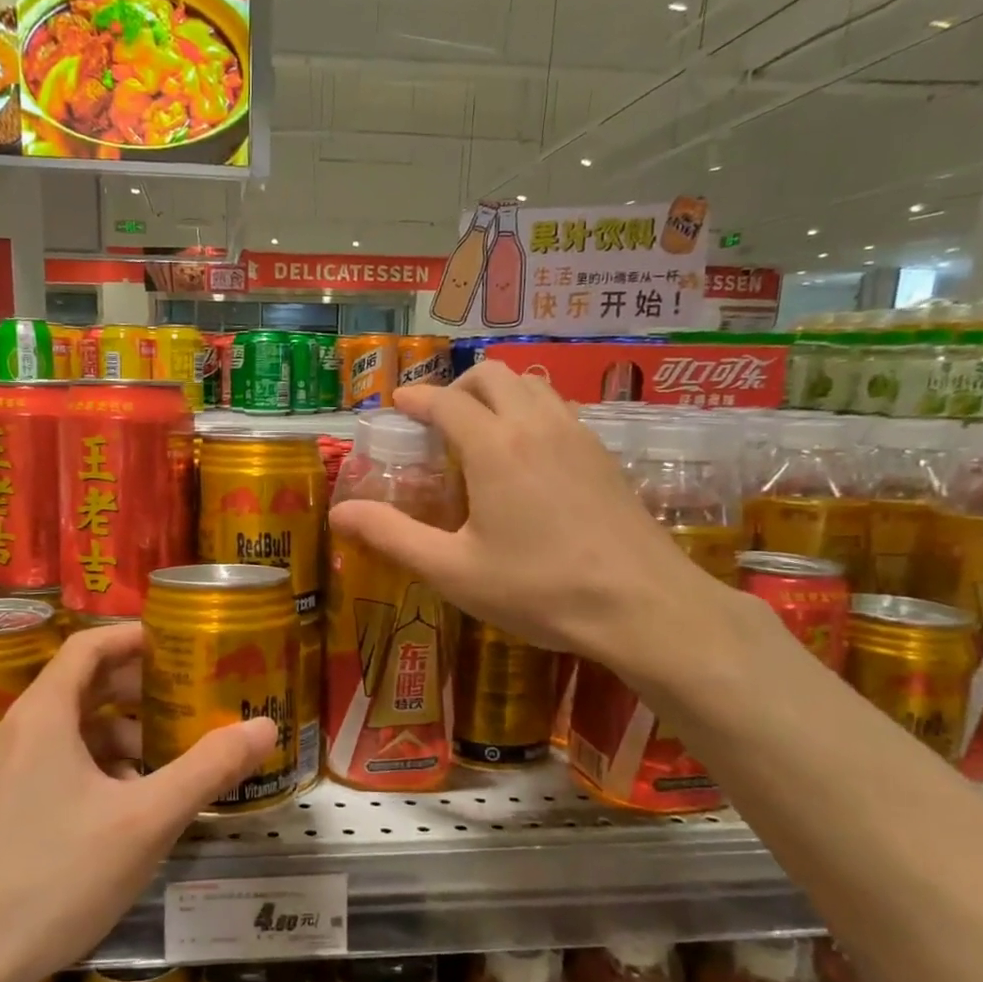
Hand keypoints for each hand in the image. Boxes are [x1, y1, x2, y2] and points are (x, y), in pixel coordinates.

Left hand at [0, 623, 272, 981]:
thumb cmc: (56, 878)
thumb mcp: (146, 821)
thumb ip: (208, 769)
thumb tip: (266, 726)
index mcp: (44, 715)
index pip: (88, 646)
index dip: (135, 636)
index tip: (180, 643)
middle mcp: (19, 731)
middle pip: (83, 684)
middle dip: (138, 687)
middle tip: (188, 698)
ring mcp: (5, 772)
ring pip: (72, 729)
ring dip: (121, 730)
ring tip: (167, 754)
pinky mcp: (2, 808)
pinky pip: (58, 762)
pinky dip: (98, 764)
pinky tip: (129, 803)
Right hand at [327, 362, 733, 686]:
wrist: (642, 605)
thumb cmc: (539, 589)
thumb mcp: (452, 570)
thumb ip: (392, 536)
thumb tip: (340, 513)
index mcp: (494, 447)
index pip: (445, 401)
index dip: (416, 399)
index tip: (398, 405)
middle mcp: (536, 426)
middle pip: (492, 375)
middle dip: (457, 387)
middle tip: (437, 421)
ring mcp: (578, 436)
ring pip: (532, 385)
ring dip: (498, 394)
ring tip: (480, 433)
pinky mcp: (604, 455)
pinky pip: (559, 409)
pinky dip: (530, 411)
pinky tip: (528, 457)